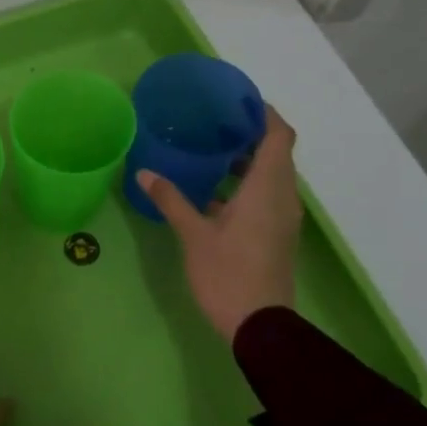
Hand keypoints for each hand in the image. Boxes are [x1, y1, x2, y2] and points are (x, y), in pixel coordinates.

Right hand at [136, 107, 301, 340]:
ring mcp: (282, 218)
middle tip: (214, 122)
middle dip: (250, 134)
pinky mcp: (276, 234)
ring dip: (246, 161)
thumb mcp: (194, 235)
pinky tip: (212, 192)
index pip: (279, 136)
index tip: (238, 100)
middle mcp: (282, 197)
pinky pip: (265, 196)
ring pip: (270, 176)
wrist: (259, 325)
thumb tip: (144, 172)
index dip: (264, 113)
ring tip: (209, 152)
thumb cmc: (228, 274)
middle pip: (276, 153)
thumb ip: (172, 200)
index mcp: (267, 189)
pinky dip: (245, 185)